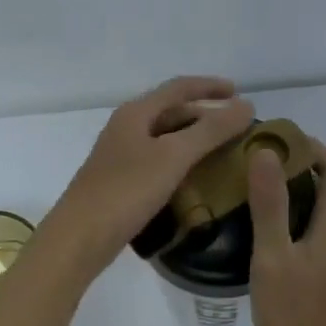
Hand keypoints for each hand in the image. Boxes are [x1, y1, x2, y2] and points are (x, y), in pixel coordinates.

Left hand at [40, 77, 254, 271]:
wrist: (79, 239)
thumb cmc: (126, 191)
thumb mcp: (173, 156)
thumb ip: (211, 130)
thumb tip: (246, 106)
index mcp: (136, 113)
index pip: (179, 87)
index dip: (210, 87)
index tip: (239, 93)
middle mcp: (127, 127)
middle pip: (172, 111)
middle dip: (206, 114)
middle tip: (237, 128)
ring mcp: (122, 155)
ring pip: (166, 137)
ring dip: (195, 138)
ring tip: (224, 151)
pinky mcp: (121, 181)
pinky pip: (159, 160)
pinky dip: (182, 161)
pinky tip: (197, 178)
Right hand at [248, 136, 325, 325]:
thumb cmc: (293, 314)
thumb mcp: (274, 256)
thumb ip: (270, 203)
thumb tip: (267, 152)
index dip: (310, 147)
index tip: (275, 138)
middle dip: (295, 165)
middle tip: (253, 159)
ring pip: (316, 209)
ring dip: (290, 191)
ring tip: (249, 185)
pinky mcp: (321, 274)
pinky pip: (308, 230)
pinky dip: (288, 216)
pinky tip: (256, 227)